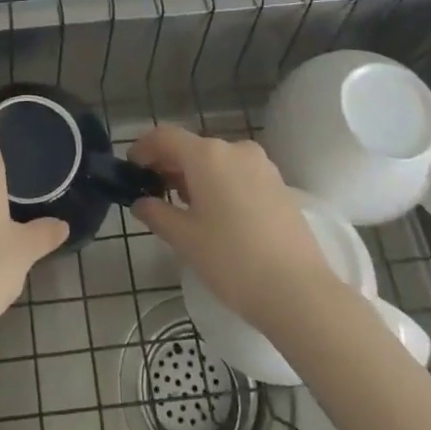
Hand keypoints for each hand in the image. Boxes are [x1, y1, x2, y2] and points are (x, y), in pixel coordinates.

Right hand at [131, 125, 355, 334]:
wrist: (299, 292)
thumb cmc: (232, 260)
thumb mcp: (184, 239)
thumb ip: (156, 214)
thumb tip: (141, 203)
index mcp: (207, 155)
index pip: (165, 137)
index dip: (143, 148)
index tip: (131, 168)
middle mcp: (234, 149)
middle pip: (192, 147)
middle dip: (169, 164)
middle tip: (153, 192)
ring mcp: (261, 166)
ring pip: (217, 161)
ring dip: (195, 175)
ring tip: (184, 207)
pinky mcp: (279, 185)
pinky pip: (238, 174)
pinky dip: (220, 183)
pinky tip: (216, 214)